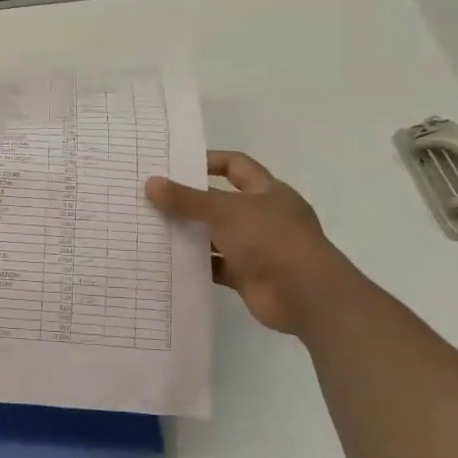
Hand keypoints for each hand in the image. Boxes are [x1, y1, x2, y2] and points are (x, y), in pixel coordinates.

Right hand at [146, 151, 351, 334]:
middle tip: (153, 198)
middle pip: (221, 202)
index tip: (175, 165)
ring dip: (191, 234)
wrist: (305, 296)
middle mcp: (262, 216)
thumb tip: (151, 183)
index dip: (209, 161)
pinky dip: (196, 264)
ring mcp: (256, 248)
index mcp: (267, 192)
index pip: (236, 165)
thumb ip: (187, 199)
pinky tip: (168, 261)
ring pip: (216, 236)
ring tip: (153, 228)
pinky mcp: (247, 275)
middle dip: (190, 201)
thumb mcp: (225, 212)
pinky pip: (216, 266)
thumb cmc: (271, 240)